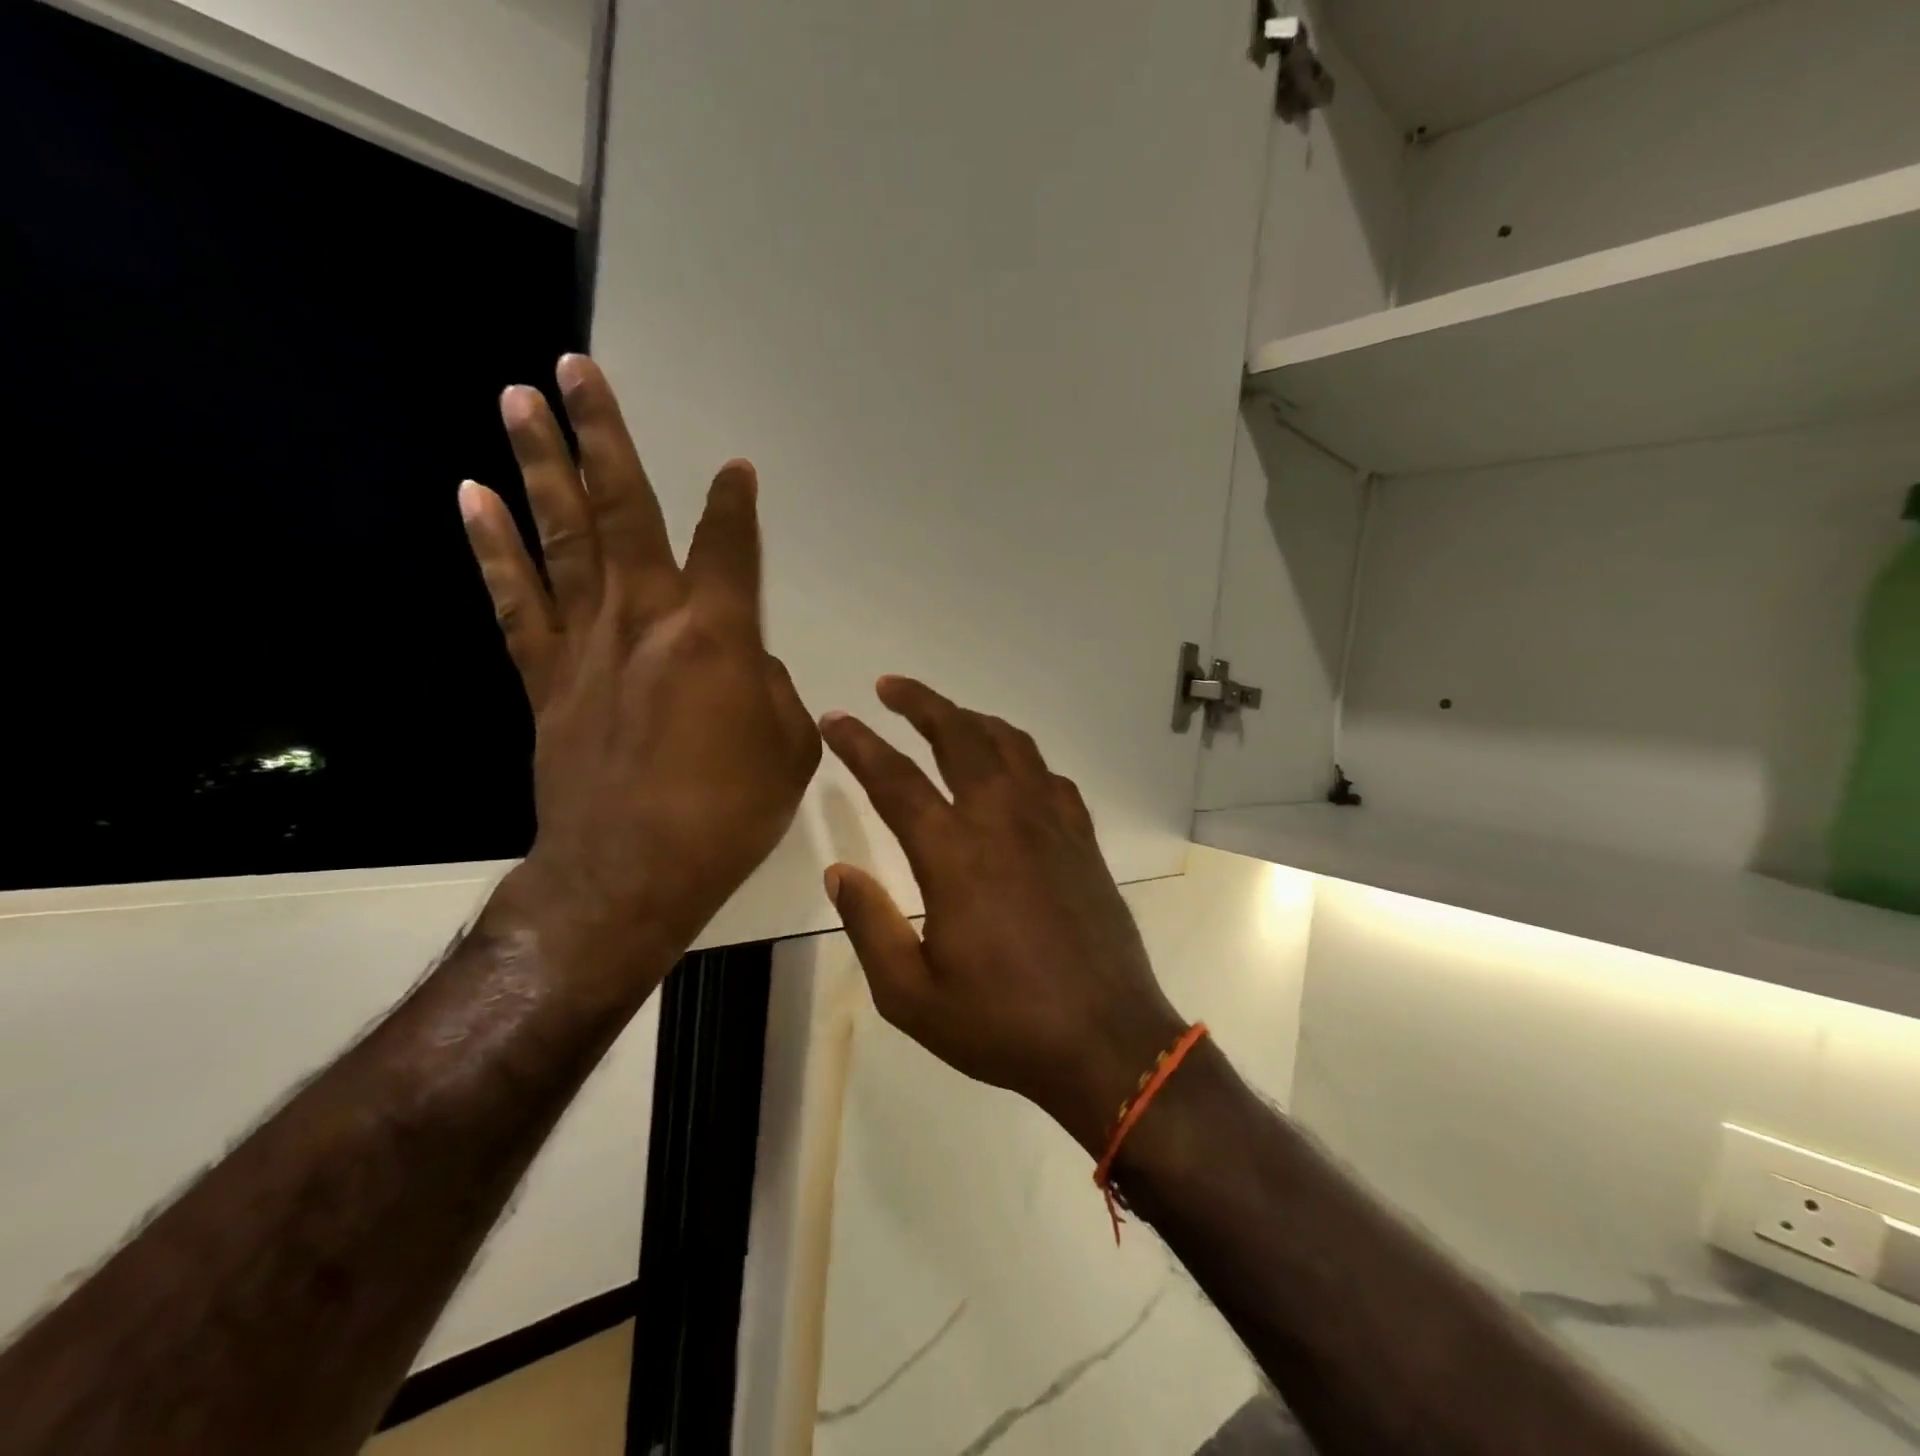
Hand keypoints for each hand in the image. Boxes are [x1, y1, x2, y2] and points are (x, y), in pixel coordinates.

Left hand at [461, 354, 819, 983]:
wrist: (631, 872)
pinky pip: (515, 601)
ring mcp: (586, 644)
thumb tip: (747, 666)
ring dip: (540, 465)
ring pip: (560, 537)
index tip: (736, 468)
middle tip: (577, 369)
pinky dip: (493, 547)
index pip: (729, 547)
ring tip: (519, 400)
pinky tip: (474, 497)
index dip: (735, 504)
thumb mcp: (789, 750)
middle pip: (622, 511)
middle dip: (602, 436)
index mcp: (716, 637)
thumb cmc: (728, 813)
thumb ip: (774, 690)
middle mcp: (646, 620)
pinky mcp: (543, 678)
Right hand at [820, 677, 1184, 1153]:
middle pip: (959, 735)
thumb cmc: (1002, 1024)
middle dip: (920, 702)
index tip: (836, 718)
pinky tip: (1013, 770)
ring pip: (1010, 744)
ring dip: (972, 719)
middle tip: (890, 686)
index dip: (860, 743)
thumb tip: (839, 871)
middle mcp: (1003, 820)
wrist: (1106, 1041)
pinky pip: (1049, 776)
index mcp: (954, 854)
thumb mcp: (911, 996)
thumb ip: (870, 926)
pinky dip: (1022, 757)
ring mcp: (1050, 824)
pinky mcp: (1082, 838)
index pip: (895, 779)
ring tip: (947, 715)